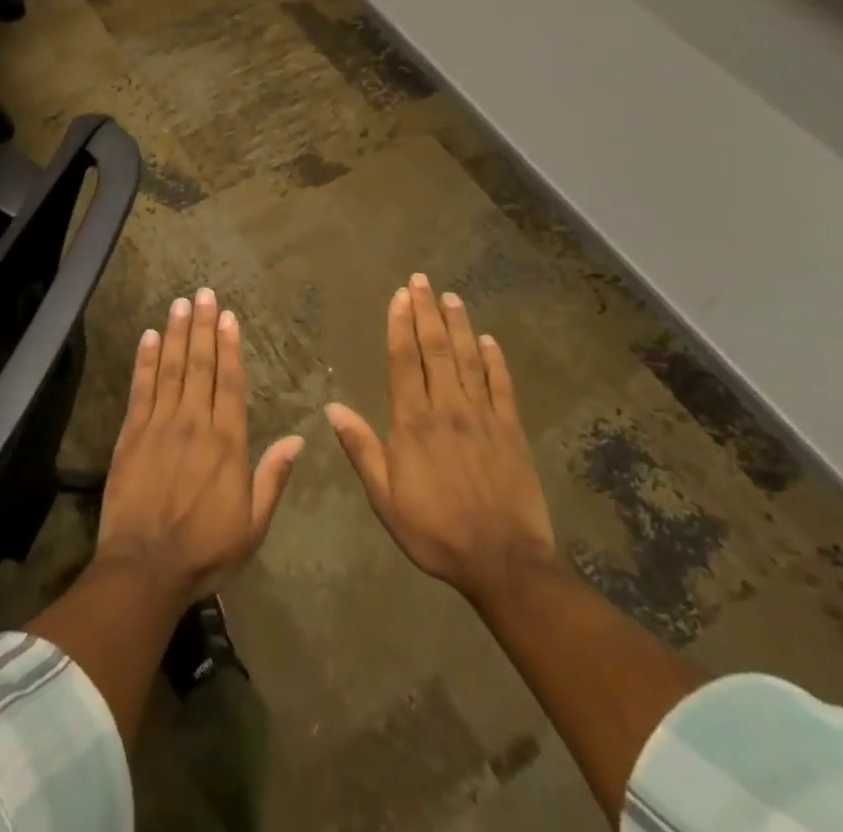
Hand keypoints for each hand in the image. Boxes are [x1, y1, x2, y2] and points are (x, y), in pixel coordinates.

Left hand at [96, 288, 304, 607]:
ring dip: (177, 333)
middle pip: (200, 365)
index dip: (229, 346)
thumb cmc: (205, 550)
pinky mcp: (132, 433)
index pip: (230, 382)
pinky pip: (141, 388)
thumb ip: (273, 477)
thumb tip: (299, 439)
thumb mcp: (253, 524)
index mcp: (227, 442)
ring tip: (181, 302)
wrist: (146, 568)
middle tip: (204, 293)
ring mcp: (160, 424)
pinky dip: (146, 359)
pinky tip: (150, 335)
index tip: (229, 317)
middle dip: (203, 326)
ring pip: (172, 368)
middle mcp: (195, 423)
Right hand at [325, 275, 557, 604]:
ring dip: (458, 325)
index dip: (400, 324)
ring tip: (451, 297)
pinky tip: (489, 340)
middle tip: (421, 280)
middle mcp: (447, 408)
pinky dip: (495, 360)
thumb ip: (361, 448)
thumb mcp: (385, 497)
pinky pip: (502, 385)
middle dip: (426, 311)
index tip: (399, 296)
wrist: (504, 562)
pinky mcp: (511, 430)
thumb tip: (331, 407)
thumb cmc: (435, 530)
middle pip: (435, 348)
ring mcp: (483, 416)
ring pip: (468, 358)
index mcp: (413, 421)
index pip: (404, 360)